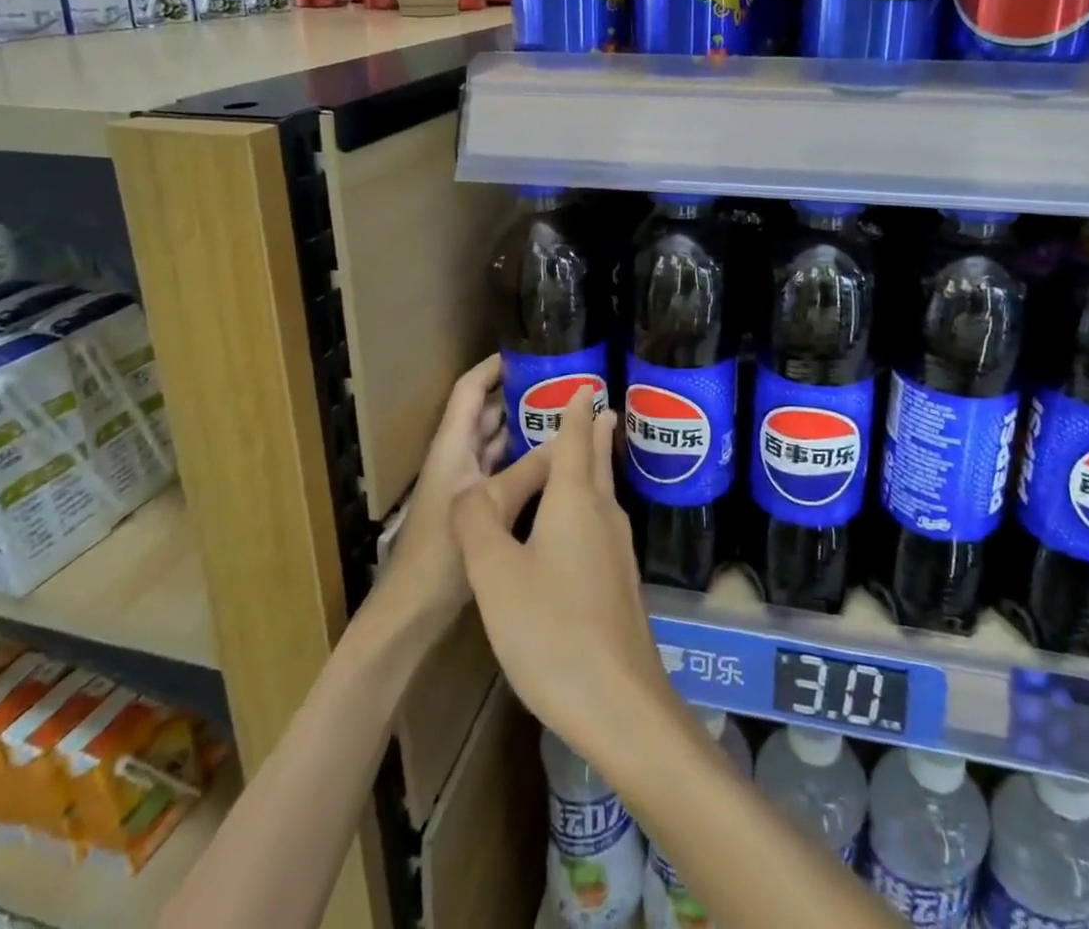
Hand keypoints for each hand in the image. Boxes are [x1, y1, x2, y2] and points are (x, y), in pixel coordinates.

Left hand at [379, 355, 550, 634]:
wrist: (411, 608)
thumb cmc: (440, 551)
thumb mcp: (489, 505)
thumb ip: (528, 472)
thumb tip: (567, 441)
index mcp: (452, 445)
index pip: (470, 390)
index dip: (493, 367)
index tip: (527, 352)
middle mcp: (457, 455)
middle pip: (486, 411)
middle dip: (518, 394)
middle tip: (560, 384)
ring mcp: (464, 480)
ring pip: (496, 440)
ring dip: (522, 426)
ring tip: (562, 413)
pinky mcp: (475, 503)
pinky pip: (501, 467)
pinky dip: (522, 457)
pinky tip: (551, 459)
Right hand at [452, 385, 672, 752]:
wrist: (618, 702)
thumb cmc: (550, 629)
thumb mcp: (495, 574)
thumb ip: (477, 523)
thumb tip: (467, 485)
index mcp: (573, 502)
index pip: (574, 441)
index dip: (575, 412)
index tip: (585, 386)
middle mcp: (602, 516)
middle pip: (597, 463)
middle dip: (595, 433)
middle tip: (600, 406)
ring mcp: (617, 551)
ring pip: (603, 494)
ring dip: (596, 467)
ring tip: (590, 453)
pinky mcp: (621, 584)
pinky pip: (604, 524)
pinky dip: (592, 504)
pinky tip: (584, 525)